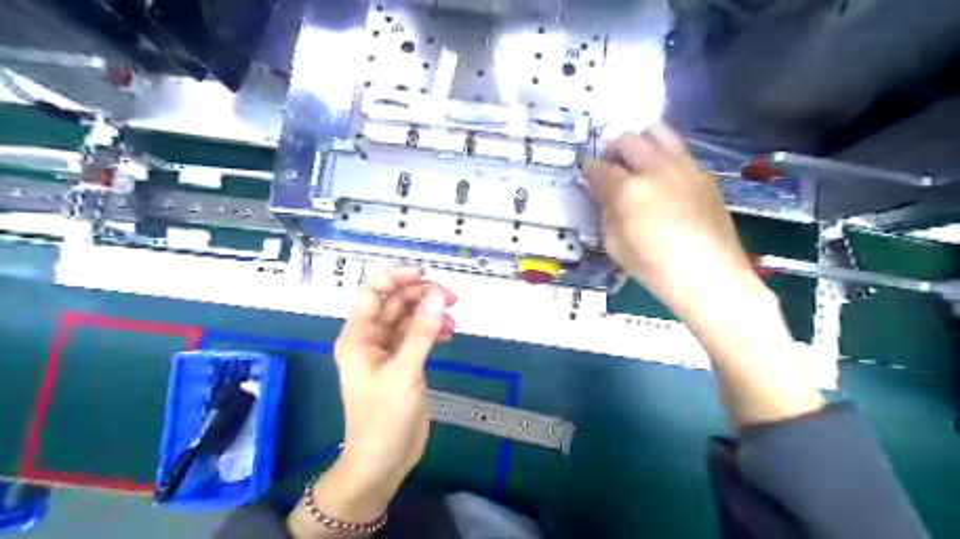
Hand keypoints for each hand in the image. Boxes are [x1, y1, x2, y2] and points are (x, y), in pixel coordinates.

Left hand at [287, 268, 454, 537]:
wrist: (383, 461)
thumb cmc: (384, 417)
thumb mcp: (404, 372)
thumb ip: (421, 333)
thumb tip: (438, 297)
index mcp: (359, 336)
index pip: (372, 293)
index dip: (396, 278)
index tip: (424, 275)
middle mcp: (371, 339)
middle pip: (395, 304)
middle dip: (422, 297)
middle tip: (451, 299)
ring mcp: (388, 352)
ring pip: (409, 319)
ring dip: (430, 314)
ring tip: (453, 320)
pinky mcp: (403, 364)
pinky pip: (417, 336)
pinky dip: (432, 330)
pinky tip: (448, 334)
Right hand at [581, 125, 761, 321]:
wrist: (709, 277)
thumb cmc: (654, 268)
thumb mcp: (615, 244)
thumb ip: (605, 211)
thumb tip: (602, 193)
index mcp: (628, 190)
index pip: (599, 168)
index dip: (588, 171)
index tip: (587, 177)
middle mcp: (656, 169)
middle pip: (627, 140)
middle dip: (612, 150)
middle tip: (611, 167)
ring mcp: (684, 168)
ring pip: (658, 133)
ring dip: (640, 143)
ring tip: (637, 163)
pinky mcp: (704, 174)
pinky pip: (679, 151)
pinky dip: (664, 157)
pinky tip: (663, 180)